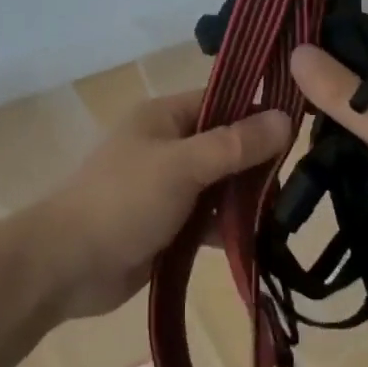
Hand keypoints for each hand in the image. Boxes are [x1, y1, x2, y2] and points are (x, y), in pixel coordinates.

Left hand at [30, 92, 291, 319]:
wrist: (66, 265)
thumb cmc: (123, 200)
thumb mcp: (182, 166)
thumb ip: (234, 144)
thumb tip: (285, 118)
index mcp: (165, 117)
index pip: (222, 101)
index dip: (258, 111)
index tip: (302, 127)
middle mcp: (168, 145)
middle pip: (224, 144)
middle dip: (257, 161)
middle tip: (300, 178)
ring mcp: (167, 186)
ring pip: (219, 184)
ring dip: (246, 198)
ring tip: (289, 211)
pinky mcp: (168, 225)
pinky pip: (208, 219)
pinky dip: (229, 227)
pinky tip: (261, 241)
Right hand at [289, 29, 367, 303]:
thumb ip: (341, 91)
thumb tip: (296, 50)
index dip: (332, 33)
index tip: (287, 42)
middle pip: (366, 70)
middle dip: (326, 78)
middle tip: (278, 84)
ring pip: (366, 108)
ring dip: (334, 115)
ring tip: (286, 116)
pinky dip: (348, 143)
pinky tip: (315, 150)